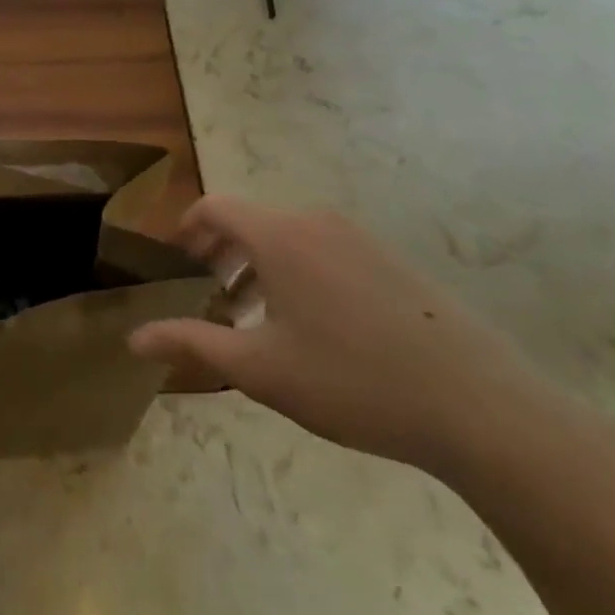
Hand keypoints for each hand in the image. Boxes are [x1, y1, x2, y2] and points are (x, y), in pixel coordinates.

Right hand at [129, 200, 564, 480]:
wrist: (480, 407)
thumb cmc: (352, 382)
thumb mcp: (261, 369)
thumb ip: (192, 343)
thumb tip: (134, 337)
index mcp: (279, 236)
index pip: (215, 207)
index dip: (186, 227)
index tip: (174, 261)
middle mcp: (315, 222)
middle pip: (252, 220)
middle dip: (221, 251)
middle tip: (210, 293)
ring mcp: (359, 238)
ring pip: (289, 236)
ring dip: (260, 263)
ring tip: (256, 314)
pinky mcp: (392, 260)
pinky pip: (325, 249)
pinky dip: (299, 270)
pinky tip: (314, 326)